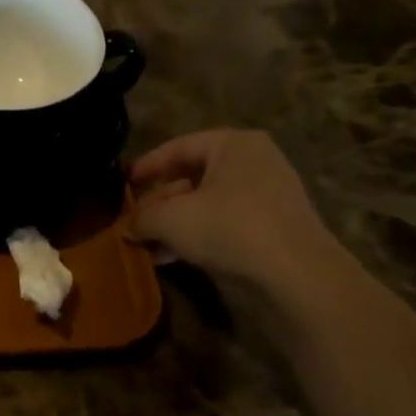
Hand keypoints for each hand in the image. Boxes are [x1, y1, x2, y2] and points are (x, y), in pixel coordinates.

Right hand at [130, 130, 343, 305]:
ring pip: (207, 203)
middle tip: (133, 221)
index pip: (178, 147)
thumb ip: (142, 218)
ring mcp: (266, 194)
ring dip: (174, 223)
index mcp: (233, 144)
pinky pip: (223, 222)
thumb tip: (126, 227)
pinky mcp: (271, 225)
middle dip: (159, 201)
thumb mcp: (172, 220)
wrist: (293, 271)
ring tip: (146, 244)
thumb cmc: (228, 228)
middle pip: (192, 177)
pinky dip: (196, 235)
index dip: (146, 166)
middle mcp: (254, 162)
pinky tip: (172, 256)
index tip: (122, 184)